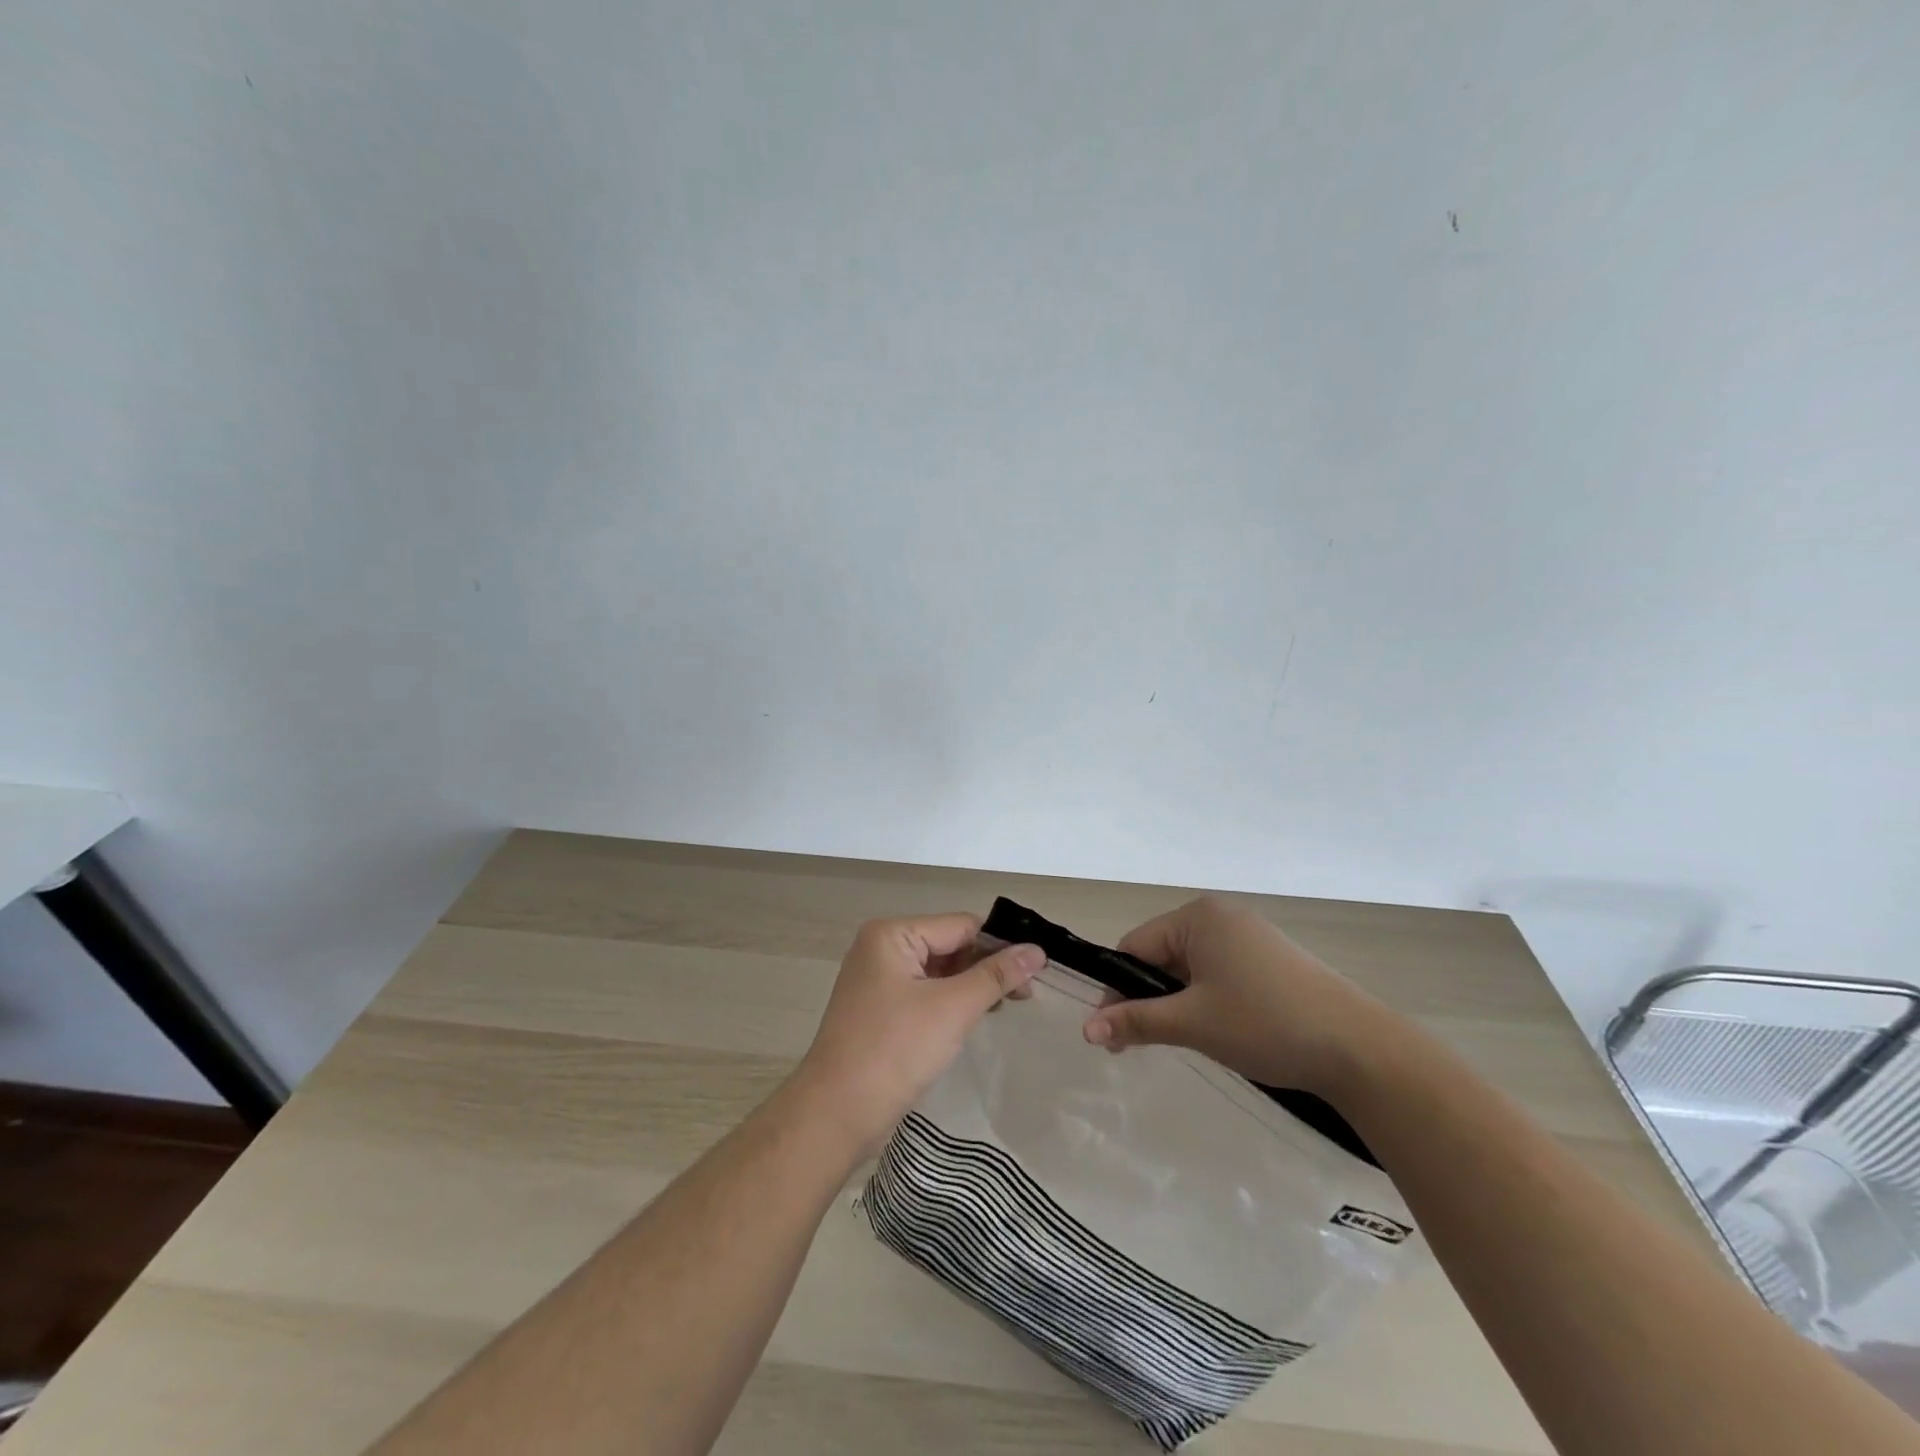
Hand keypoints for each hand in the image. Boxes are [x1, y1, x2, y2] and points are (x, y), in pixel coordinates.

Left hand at [792, 914, 1042, 1157]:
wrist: (836, 1114)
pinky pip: (924, 993)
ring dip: (971, 986)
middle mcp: (881, 948)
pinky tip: (974, 1018)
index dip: (1000, 945)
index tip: (1038, 969)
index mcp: (892, 935)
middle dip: (986, 967)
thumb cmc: (895, 1051)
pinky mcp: (879, 1009)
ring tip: (1006, 1006)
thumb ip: (996, 976)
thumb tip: (1037, 951)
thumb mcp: (952, 1008)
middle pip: (949, 945)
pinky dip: (950, 1002)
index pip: (960, 926)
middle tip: (1027, 994)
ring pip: (938, 972)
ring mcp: (877, 980)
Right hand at [1082, 895, 1396, 1095]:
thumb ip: (1136, 1021)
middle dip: (1147, 997)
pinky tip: (1216, 1029)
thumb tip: (1085, 1029)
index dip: (1116, 990)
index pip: (1135, 947)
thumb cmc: (1265, 1024)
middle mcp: (1221, 915)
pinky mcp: (1271, 958)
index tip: (1109, 1035)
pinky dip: (1206, 998)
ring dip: (1176, 1001)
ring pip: (1191, 967)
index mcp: (1198, 916)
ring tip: (1179, 1039)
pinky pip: (1219, 972)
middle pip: (1162, 955)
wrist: (1360, 1048)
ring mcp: (1250, 935)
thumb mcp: (1193, 1023)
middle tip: (1138, 1044)